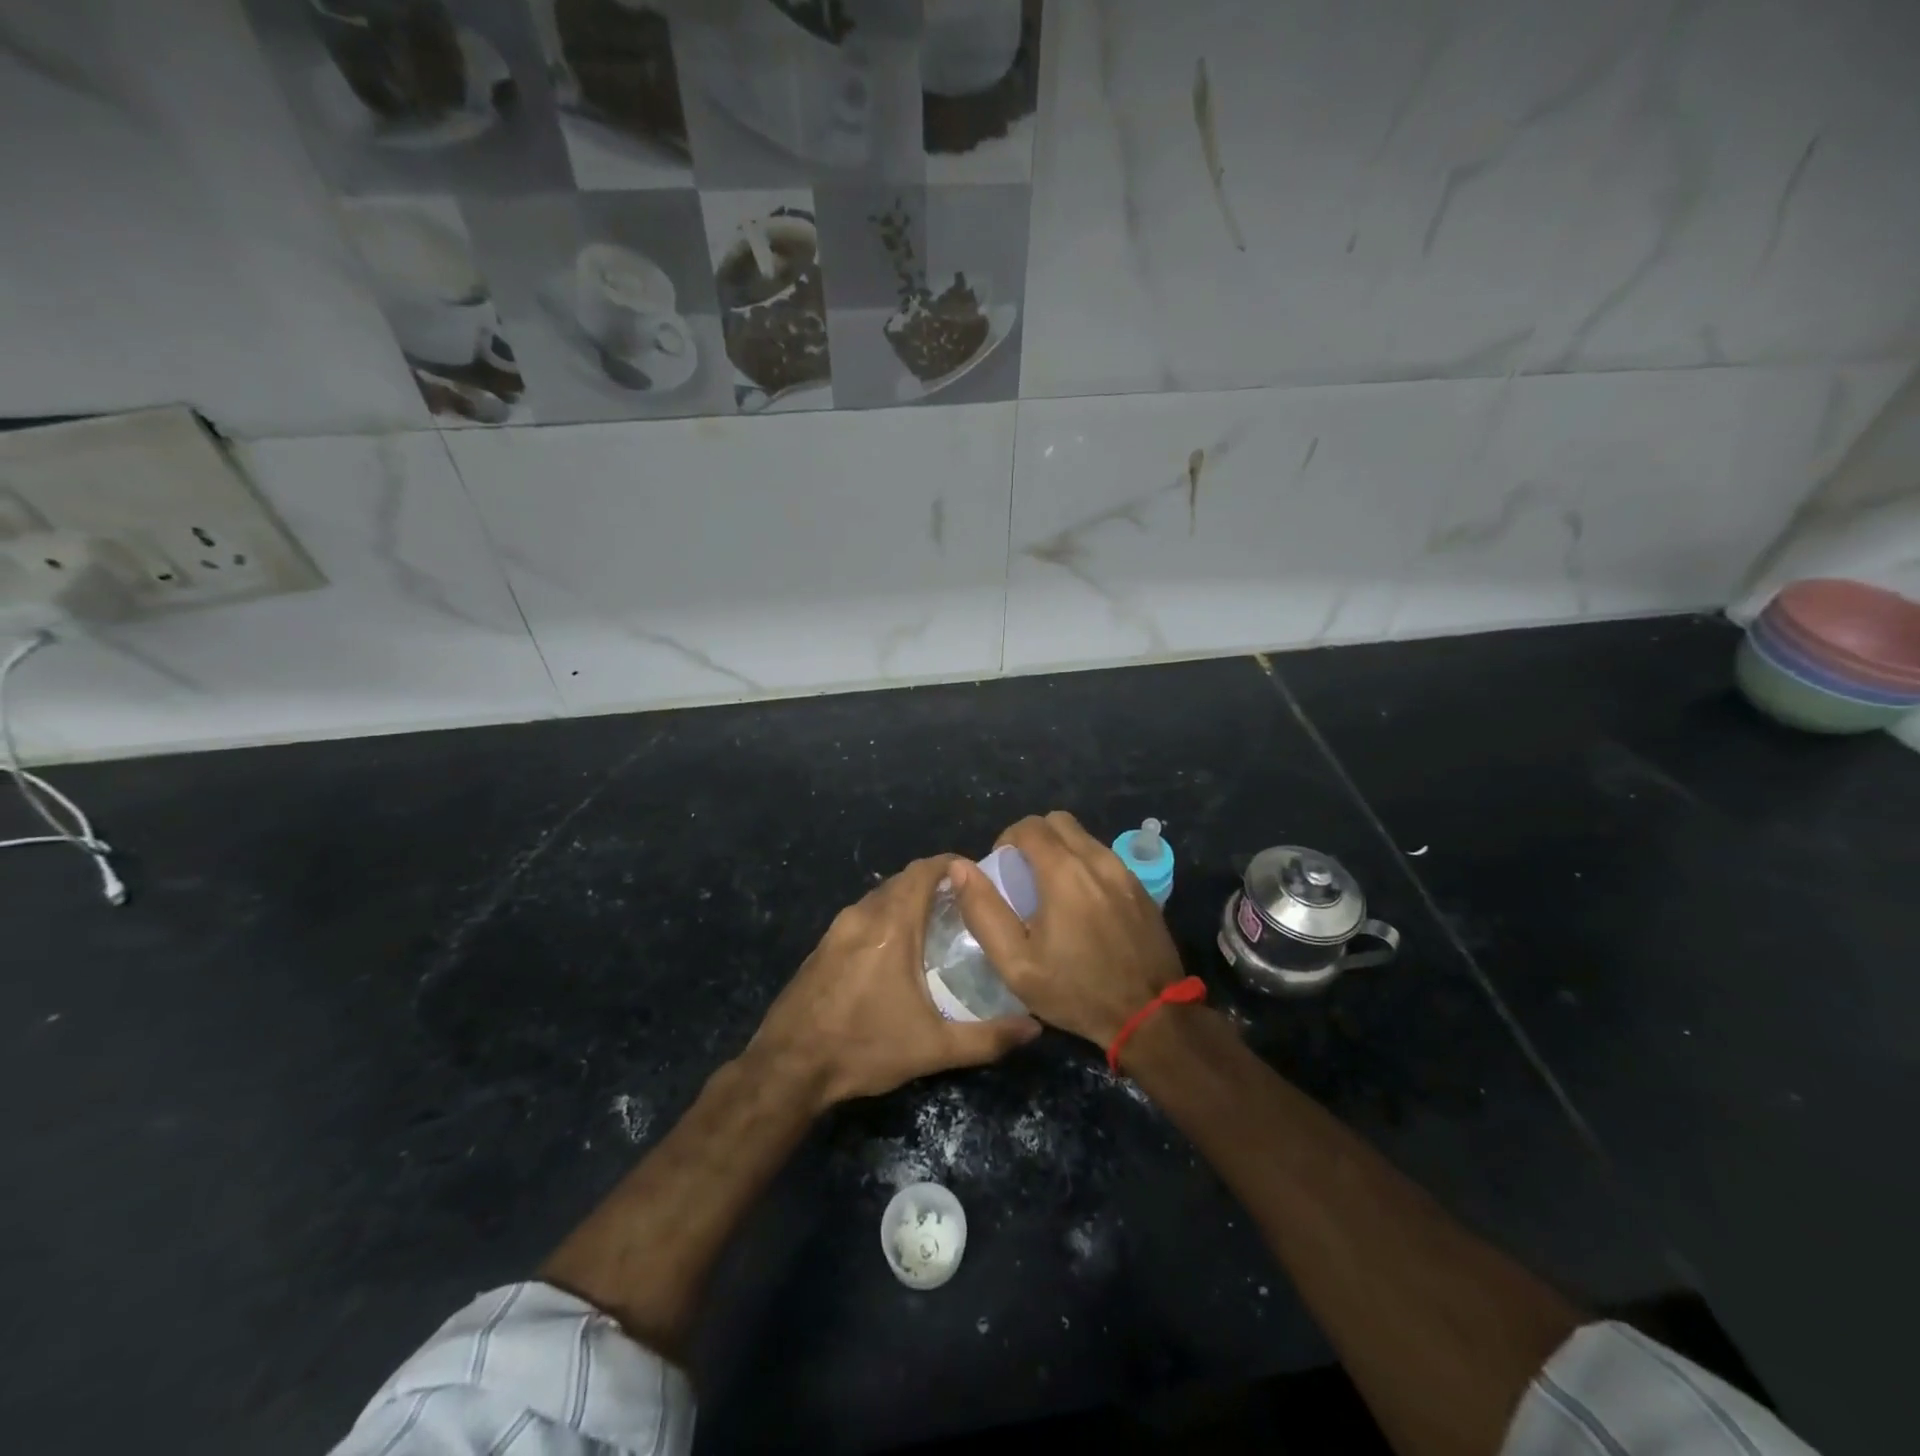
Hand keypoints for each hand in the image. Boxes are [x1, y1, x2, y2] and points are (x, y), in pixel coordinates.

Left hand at [749, 856, 1040, 1111]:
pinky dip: (885, 917)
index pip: (923, 871)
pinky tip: (896, 950)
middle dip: (933, 883)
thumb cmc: (864, 1047)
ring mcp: (837, 929)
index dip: (950, 864)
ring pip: (879, 897)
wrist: (788, 1067)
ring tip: (936, 924)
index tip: (976, 875)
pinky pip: (862, 916)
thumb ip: (987, 1038)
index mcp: (891, 926)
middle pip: (902, 880)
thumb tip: (1034, 1028)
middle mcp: (862, 915)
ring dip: (907, 900)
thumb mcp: (932, 1049)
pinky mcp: (822, 946)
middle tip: (964, 904)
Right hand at [952, 811, 1184, 1047]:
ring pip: (1085, 838)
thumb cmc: (1077, 991)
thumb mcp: (1016, 964)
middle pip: (1059, 822)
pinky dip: (1086, 866)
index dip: (1007, 839)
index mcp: (1064, 872)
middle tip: (1024, 875)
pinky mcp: (1143, 888)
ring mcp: (1125, 872)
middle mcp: (1098, 860)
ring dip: (1062, 851)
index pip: (1029, 826)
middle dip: (1035, 838)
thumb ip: (984, 911)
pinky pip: (1106, 859)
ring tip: (1052, 892)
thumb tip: (959, 868)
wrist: (1151, 1017)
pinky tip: (1083, 905)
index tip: (1002, 869)